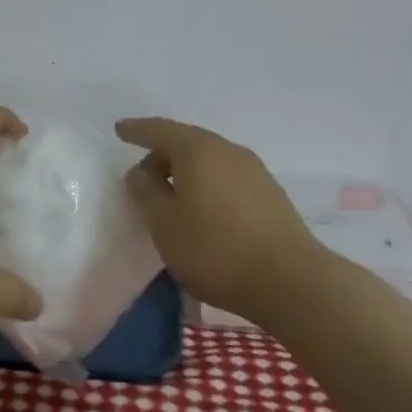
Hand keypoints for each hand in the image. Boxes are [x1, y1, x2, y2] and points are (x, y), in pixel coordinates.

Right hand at [115, 117, 325, 319]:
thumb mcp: (164, 224)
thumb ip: (145, 193)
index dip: (137, 130)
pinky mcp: (270, 194)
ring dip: (186, 172)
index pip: (159, 130)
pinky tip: (202, 210)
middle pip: (186, 142)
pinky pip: (226, 177)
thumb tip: (140, 172)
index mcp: (197, 150)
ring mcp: (254, 170)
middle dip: (161, 154)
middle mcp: (227, 150)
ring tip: (171, 197)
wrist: (291, 282)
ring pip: (209, 160)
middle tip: (142, 177)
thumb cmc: (215, 250)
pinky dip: (207, 184)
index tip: (119, 130)